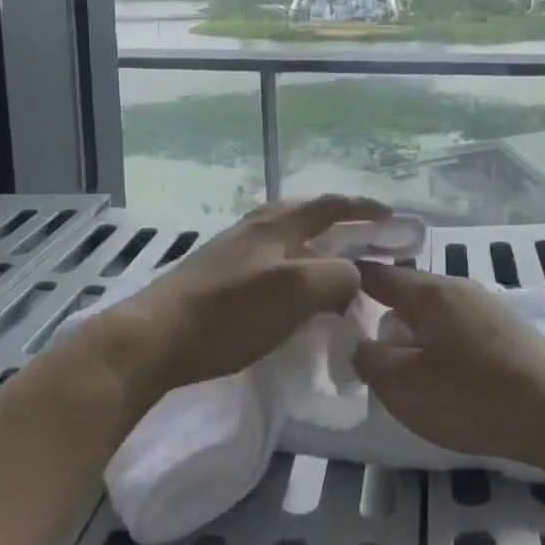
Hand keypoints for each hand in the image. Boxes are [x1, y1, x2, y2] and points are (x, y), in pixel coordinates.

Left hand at [96, 196, 387, 400]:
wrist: (153, 339)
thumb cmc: (229, 313)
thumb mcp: (296, 291)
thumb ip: (336, 277)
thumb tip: (352, 277)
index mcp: (276, 224)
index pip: (330, 205)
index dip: (363, 209)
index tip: (391, 218)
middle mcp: (254, 228)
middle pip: (305, 215)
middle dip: (338, 223)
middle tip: (364, 242)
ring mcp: (231, 252)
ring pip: (285, 240)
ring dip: (314, 248)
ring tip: (333, 271)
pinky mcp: (216, 277)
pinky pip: (269, 264)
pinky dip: (293, 270)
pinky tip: (291, 295)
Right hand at [351, 261, 544, 466]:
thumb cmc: (471, 395)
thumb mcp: (403, 384)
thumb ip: (369, 359)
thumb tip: (361, 344)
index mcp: (429, 291)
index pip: (378, 275)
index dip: (350, 282)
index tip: (327, 293)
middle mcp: (459, 288)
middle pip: (408, 294)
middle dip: (383, 313)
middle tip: (359, 342)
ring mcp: (487, 308)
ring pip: (434, 314)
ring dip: (413, 333)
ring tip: (399, 364)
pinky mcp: (507, 333)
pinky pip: (457, 330)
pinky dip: (440, 344)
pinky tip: (441, 374)